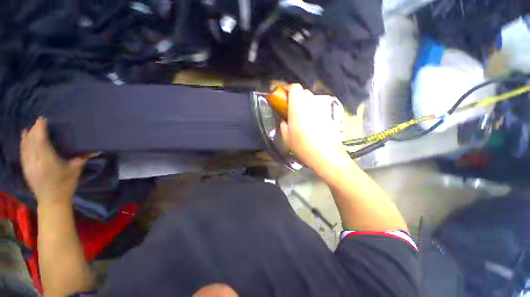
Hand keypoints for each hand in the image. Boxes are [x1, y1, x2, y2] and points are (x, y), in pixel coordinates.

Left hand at [20, 118, 90, 206]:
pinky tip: (24, 137)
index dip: (40, 128)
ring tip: (32, 127)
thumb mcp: (76, 170)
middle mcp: (34, 160)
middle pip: (31, 140)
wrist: (52, 200)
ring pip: (25, 145)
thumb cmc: (66, 184)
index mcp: (47, 160)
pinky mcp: (25, 168)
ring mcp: (28, 164)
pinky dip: (23, 142)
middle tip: (40, 122)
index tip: (43, 119)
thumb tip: (98, 149)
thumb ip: (83, 157)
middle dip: (35, 129)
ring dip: (28, 135)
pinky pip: (22, 151)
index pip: (40, 140)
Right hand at [280, 84, 350, 171]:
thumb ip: (283, 125)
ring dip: (306, 103)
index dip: (289, 88)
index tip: (284, 96)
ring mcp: (322, 111)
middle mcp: (312, 106)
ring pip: (313, 99)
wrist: (327, 157)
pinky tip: (312, 123)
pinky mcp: (329, 117)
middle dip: (297, 96)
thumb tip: (285, 120)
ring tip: (302, 116)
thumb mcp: (287, 139)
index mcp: (299, 109)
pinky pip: (319, 108)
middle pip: (305, 91)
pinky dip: (313, 110)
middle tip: (292, 107)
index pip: (296, 88)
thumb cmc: (304, 148)